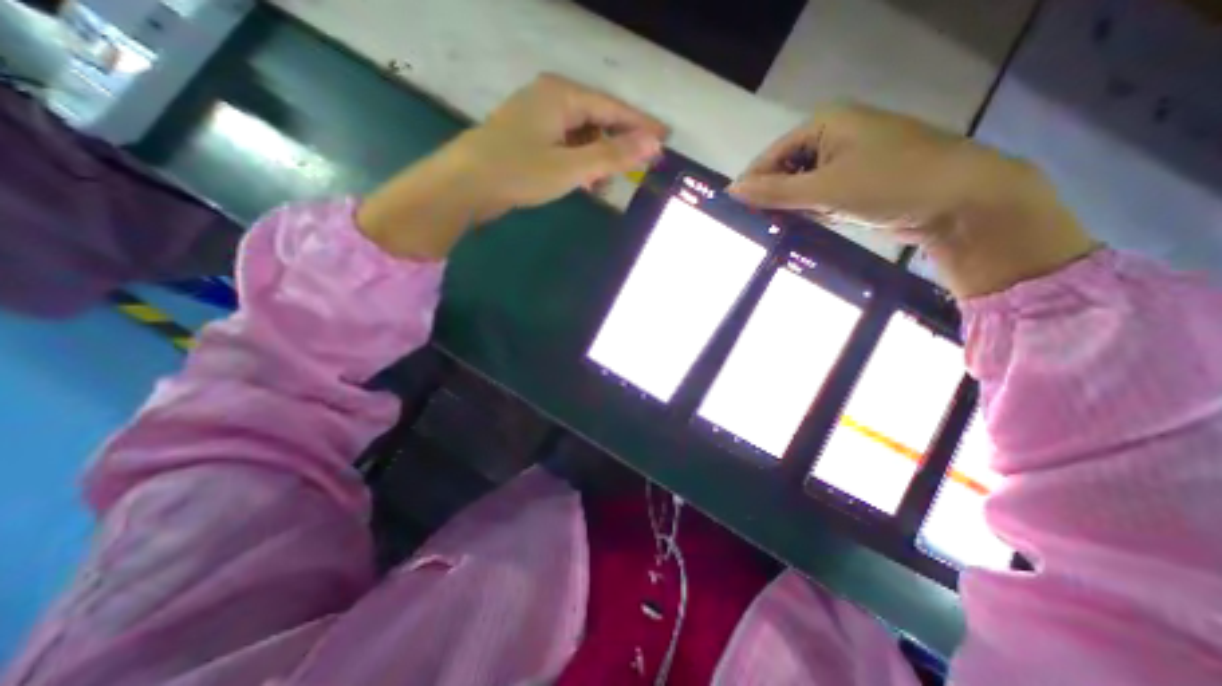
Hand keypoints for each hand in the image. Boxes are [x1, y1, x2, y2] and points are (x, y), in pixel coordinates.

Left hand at [358, 76, 665, 260]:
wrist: (466, 185)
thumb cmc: (520, 171)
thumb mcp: (571, 166)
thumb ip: (612, 155)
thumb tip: (652, 145)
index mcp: (563, 95)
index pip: (613, 108)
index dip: (641, 126)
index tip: (664, 141)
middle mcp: (551, 99)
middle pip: (598, 120)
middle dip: (619, 145)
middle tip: (641, 167)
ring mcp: (538, 119)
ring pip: (582, 136)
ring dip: (598, 159)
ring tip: (610, 182)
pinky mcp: (530, 139)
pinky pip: (566, 147)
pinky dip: (580, 164)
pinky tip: (587, 182)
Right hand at [722, 103, 1099, 297]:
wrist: (961, 201)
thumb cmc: (891, 183)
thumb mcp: (826, 189)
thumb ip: (775, 192)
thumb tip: (732, 192)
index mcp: (825, 124)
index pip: (771, 157)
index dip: (752, 185)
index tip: (734, 215)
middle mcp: (832, 138)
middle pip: (784, 173)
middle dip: (773, 201)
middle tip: (756, 229)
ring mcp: (844, 162)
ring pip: (800, 189)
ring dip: (791, 210)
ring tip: (777, 233)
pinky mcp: (854, 184)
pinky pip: (818, 200)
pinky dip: (810, 215)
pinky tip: (805, 229)